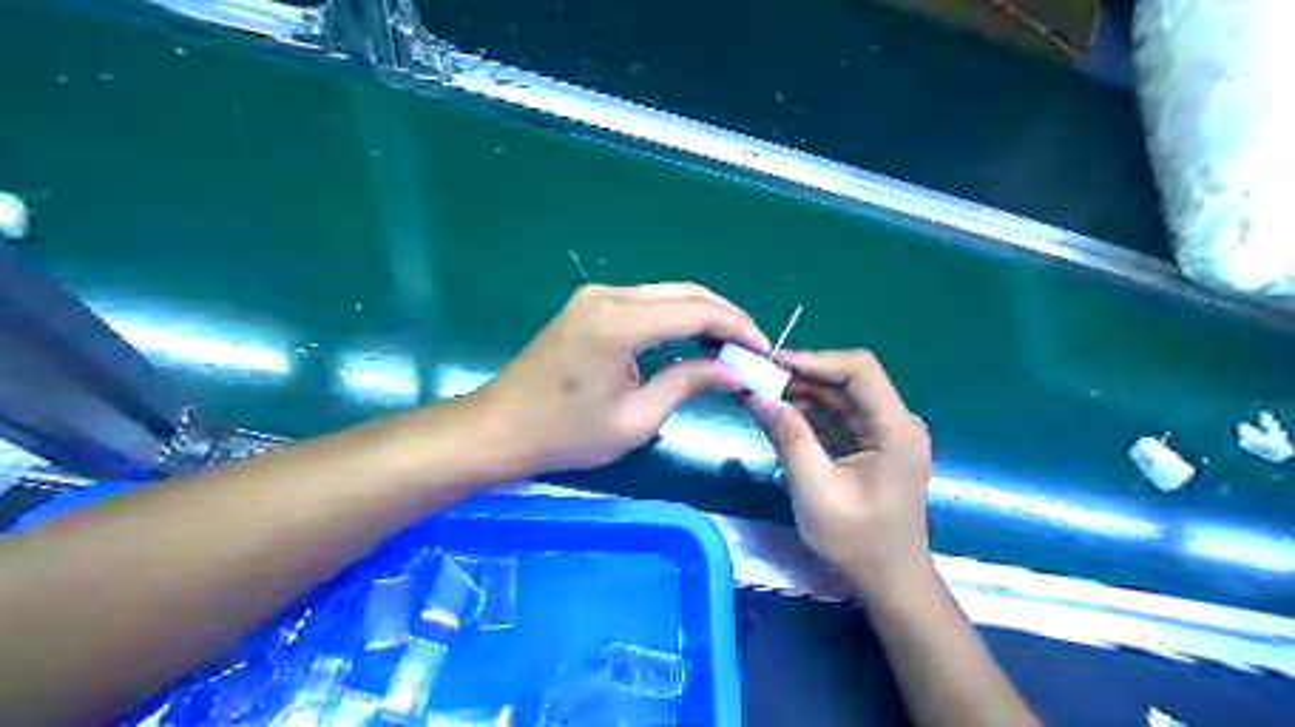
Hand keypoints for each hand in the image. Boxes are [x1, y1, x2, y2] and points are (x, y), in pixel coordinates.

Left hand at [472, 280, 765, 477]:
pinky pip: (645, 302)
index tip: (762, 351)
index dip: (736, 329)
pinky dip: (675, 318)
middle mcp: (609, 295)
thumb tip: (733, 371)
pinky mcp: (588, 305)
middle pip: (685, 293)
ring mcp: (595, 296)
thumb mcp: (636, 419)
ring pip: (667, 294)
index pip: (696, 312)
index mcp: (619, 323)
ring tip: (729, 347)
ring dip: (701, 316)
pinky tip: (691, 341)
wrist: (499, 428)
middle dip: (725, 318)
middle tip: (752, 348)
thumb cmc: (565, 434)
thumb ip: (687, 383)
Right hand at [743, 348, 937, 596]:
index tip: (773, 364)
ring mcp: (885, 434)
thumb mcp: (816, 490)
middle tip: (757, 377)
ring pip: (841, 397)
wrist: (889, 582)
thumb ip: (789, 438)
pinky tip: (779, 413)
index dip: (815, 359)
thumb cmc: (858, 542)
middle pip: (848, 380)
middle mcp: (896, 422)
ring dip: (802, 393)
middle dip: (802, 375)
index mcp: (895, 430)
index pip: (859, 370)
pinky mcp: (872, 446)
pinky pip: (839, 417)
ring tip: (760, 392)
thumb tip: (756, 395)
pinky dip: (809, 413)